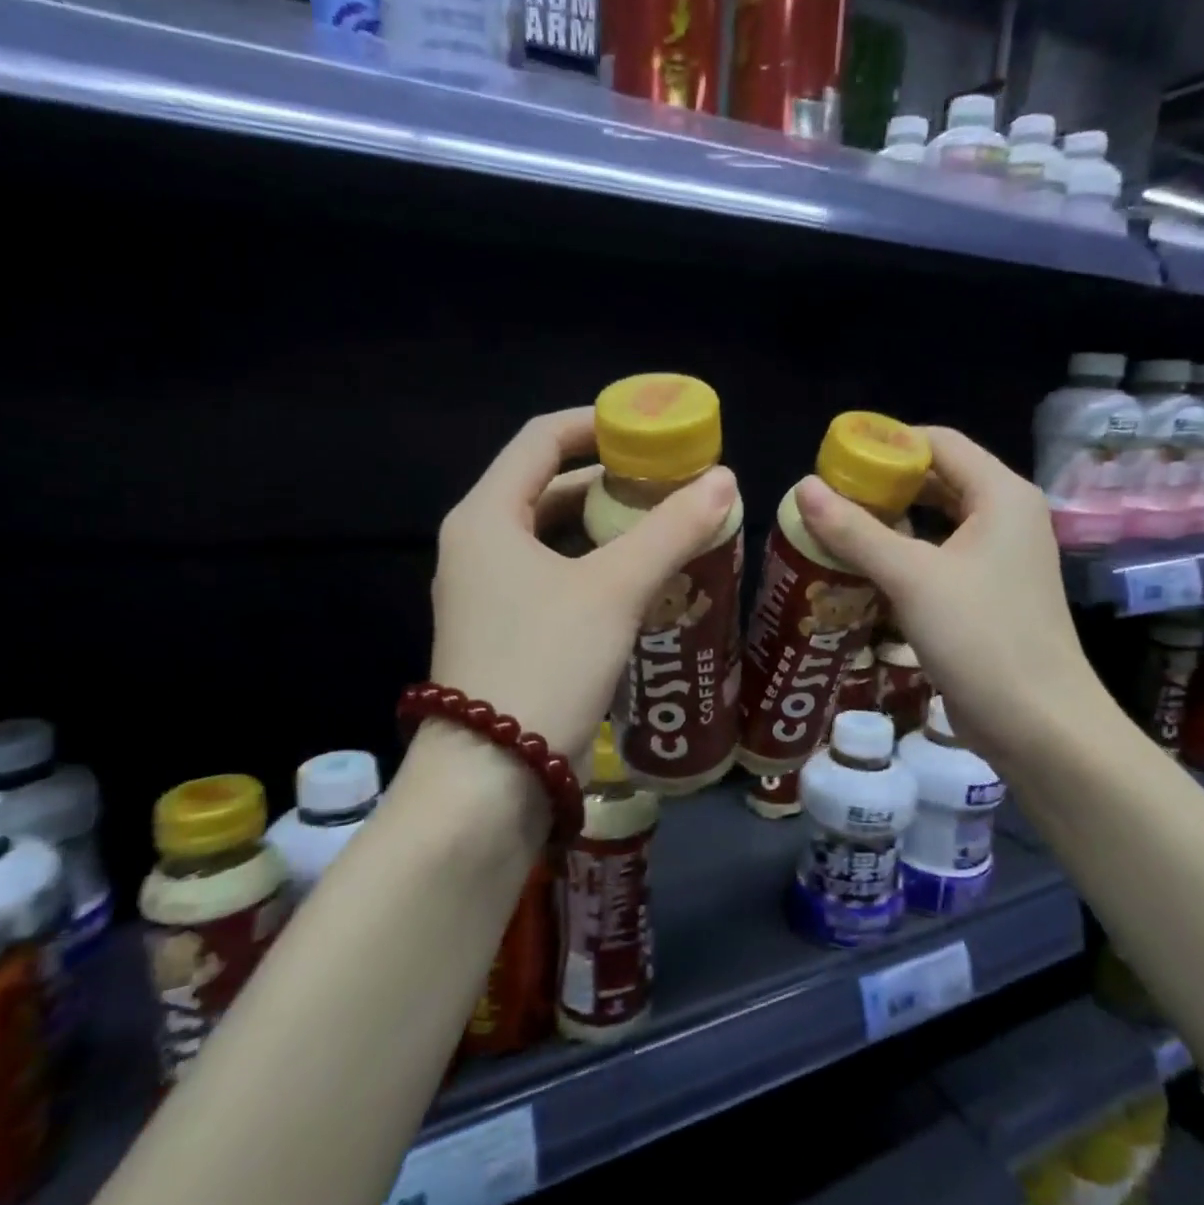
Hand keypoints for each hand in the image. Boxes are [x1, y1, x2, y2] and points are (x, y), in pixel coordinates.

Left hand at [430, 408, 738, 762]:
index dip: (596, 424)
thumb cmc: (546, 663)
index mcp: (486, 517)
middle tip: (671, 485)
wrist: (492, 780)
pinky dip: (596, 570)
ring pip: (553, 539)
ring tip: (667, 529)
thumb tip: (725, 479)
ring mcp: (488, 594)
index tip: (650, 429)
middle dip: (610, 483)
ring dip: (607, 530)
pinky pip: (555, 580)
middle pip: (547, 489)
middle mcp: (478, 547)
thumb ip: (671, 530)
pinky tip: (643, 583)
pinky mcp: (506, 634)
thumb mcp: (615, 589)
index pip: (540, 440)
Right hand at [792, 427, 1111, 769]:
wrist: (1039, 724)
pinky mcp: (989, 594)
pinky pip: (941, 557)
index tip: (835, 462)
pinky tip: (866, 569)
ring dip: (891, 522)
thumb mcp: (911, 577)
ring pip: (938, 521)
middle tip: (828, 498)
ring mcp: (1001, 558)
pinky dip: (905, 554)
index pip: (938, 442)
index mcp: (1001, 495)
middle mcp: (1006, 516)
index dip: (886, 444)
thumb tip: (803, 488)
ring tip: (838, 529)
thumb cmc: (981, 637)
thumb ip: (855, 530)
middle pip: (938, 479)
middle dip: (883, 485)